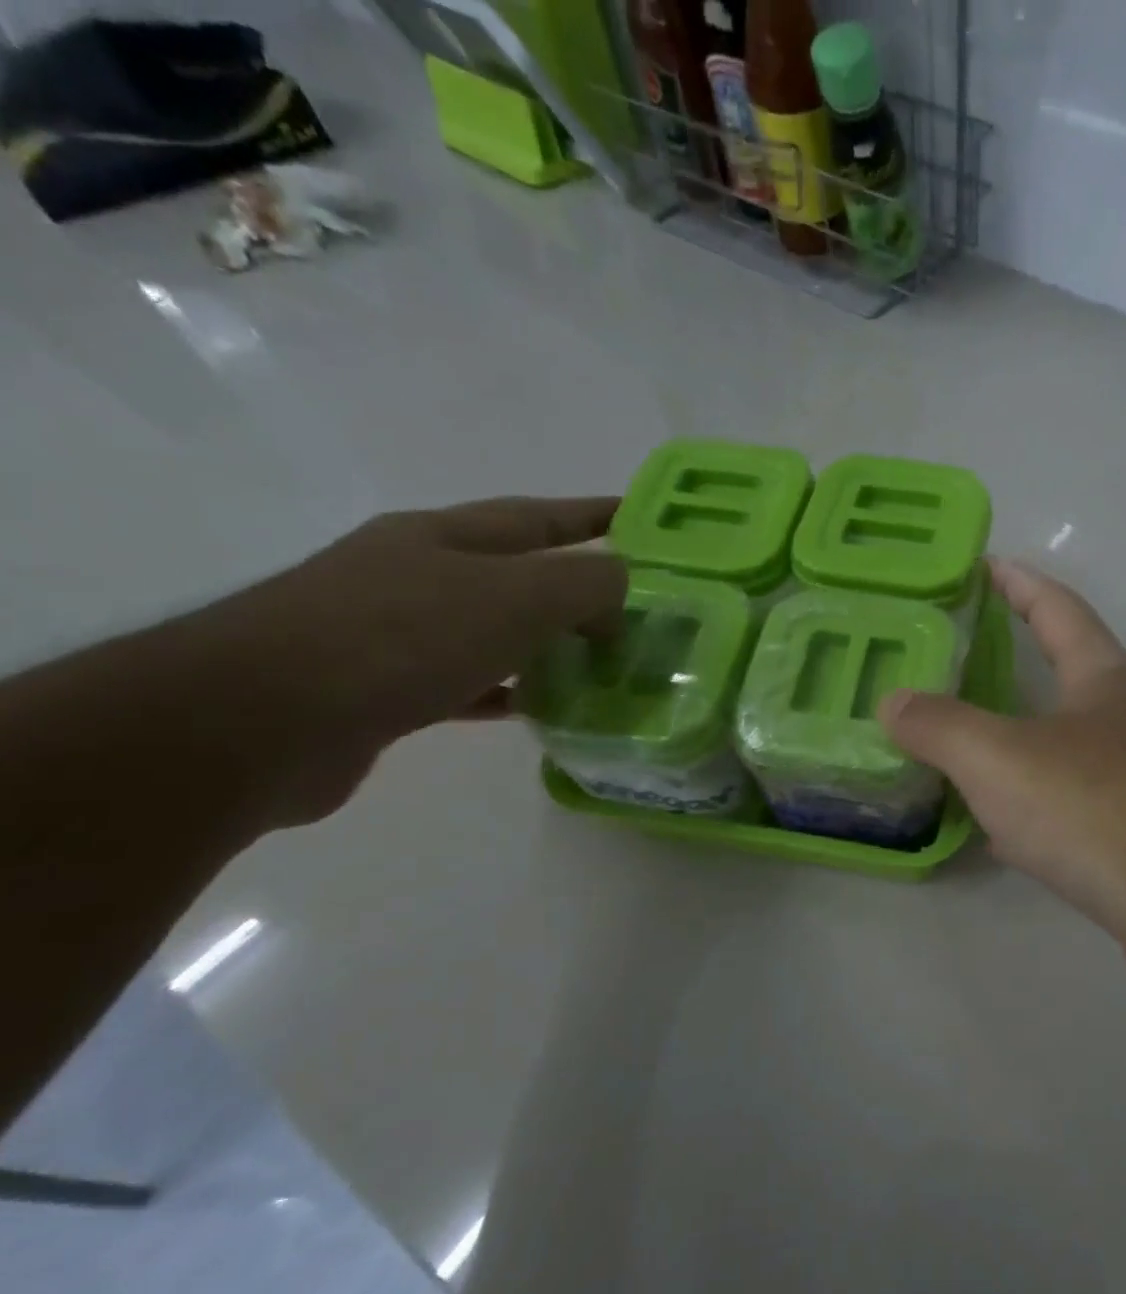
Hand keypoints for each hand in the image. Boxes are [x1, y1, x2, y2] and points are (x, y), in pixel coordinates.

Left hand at [202, 497, 625, 825]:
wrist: (260, 722)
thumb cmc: (400, 639)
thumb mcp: (515, 596)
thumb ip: (585, 584)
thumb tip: (620, 588)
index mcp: (446, 537)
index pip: (540, 516)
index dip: (595, 516)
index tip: (644, 520)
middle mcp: (419, 574)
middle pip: (519, 573)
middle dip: (578, 587)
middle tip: (636, 611)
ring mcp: (397, 632)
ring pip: (497, 630)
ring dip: (548, 644)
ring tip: (601, 663)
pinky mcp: (386, 690)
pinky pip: (470, 682)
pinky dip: (509, 690)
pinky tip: (538, 708)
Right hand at [882, 560, 1125, 1021]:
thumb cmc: (1103, 809)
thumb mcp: (1003, 759)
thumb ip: (941, 727)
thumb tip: (891, 701)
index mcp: (1105, 679)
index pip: (1057, 608)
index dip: (1018, 582)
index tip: (982, 565)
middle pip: (1061, 678)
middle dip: (1007, 668)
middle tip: (943, 666)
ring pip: (1061, 751)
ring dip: (1012, 747)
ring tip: (952, 747)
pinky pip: (1069, 811)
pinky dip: (1029, 812)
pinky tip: (994, 833)